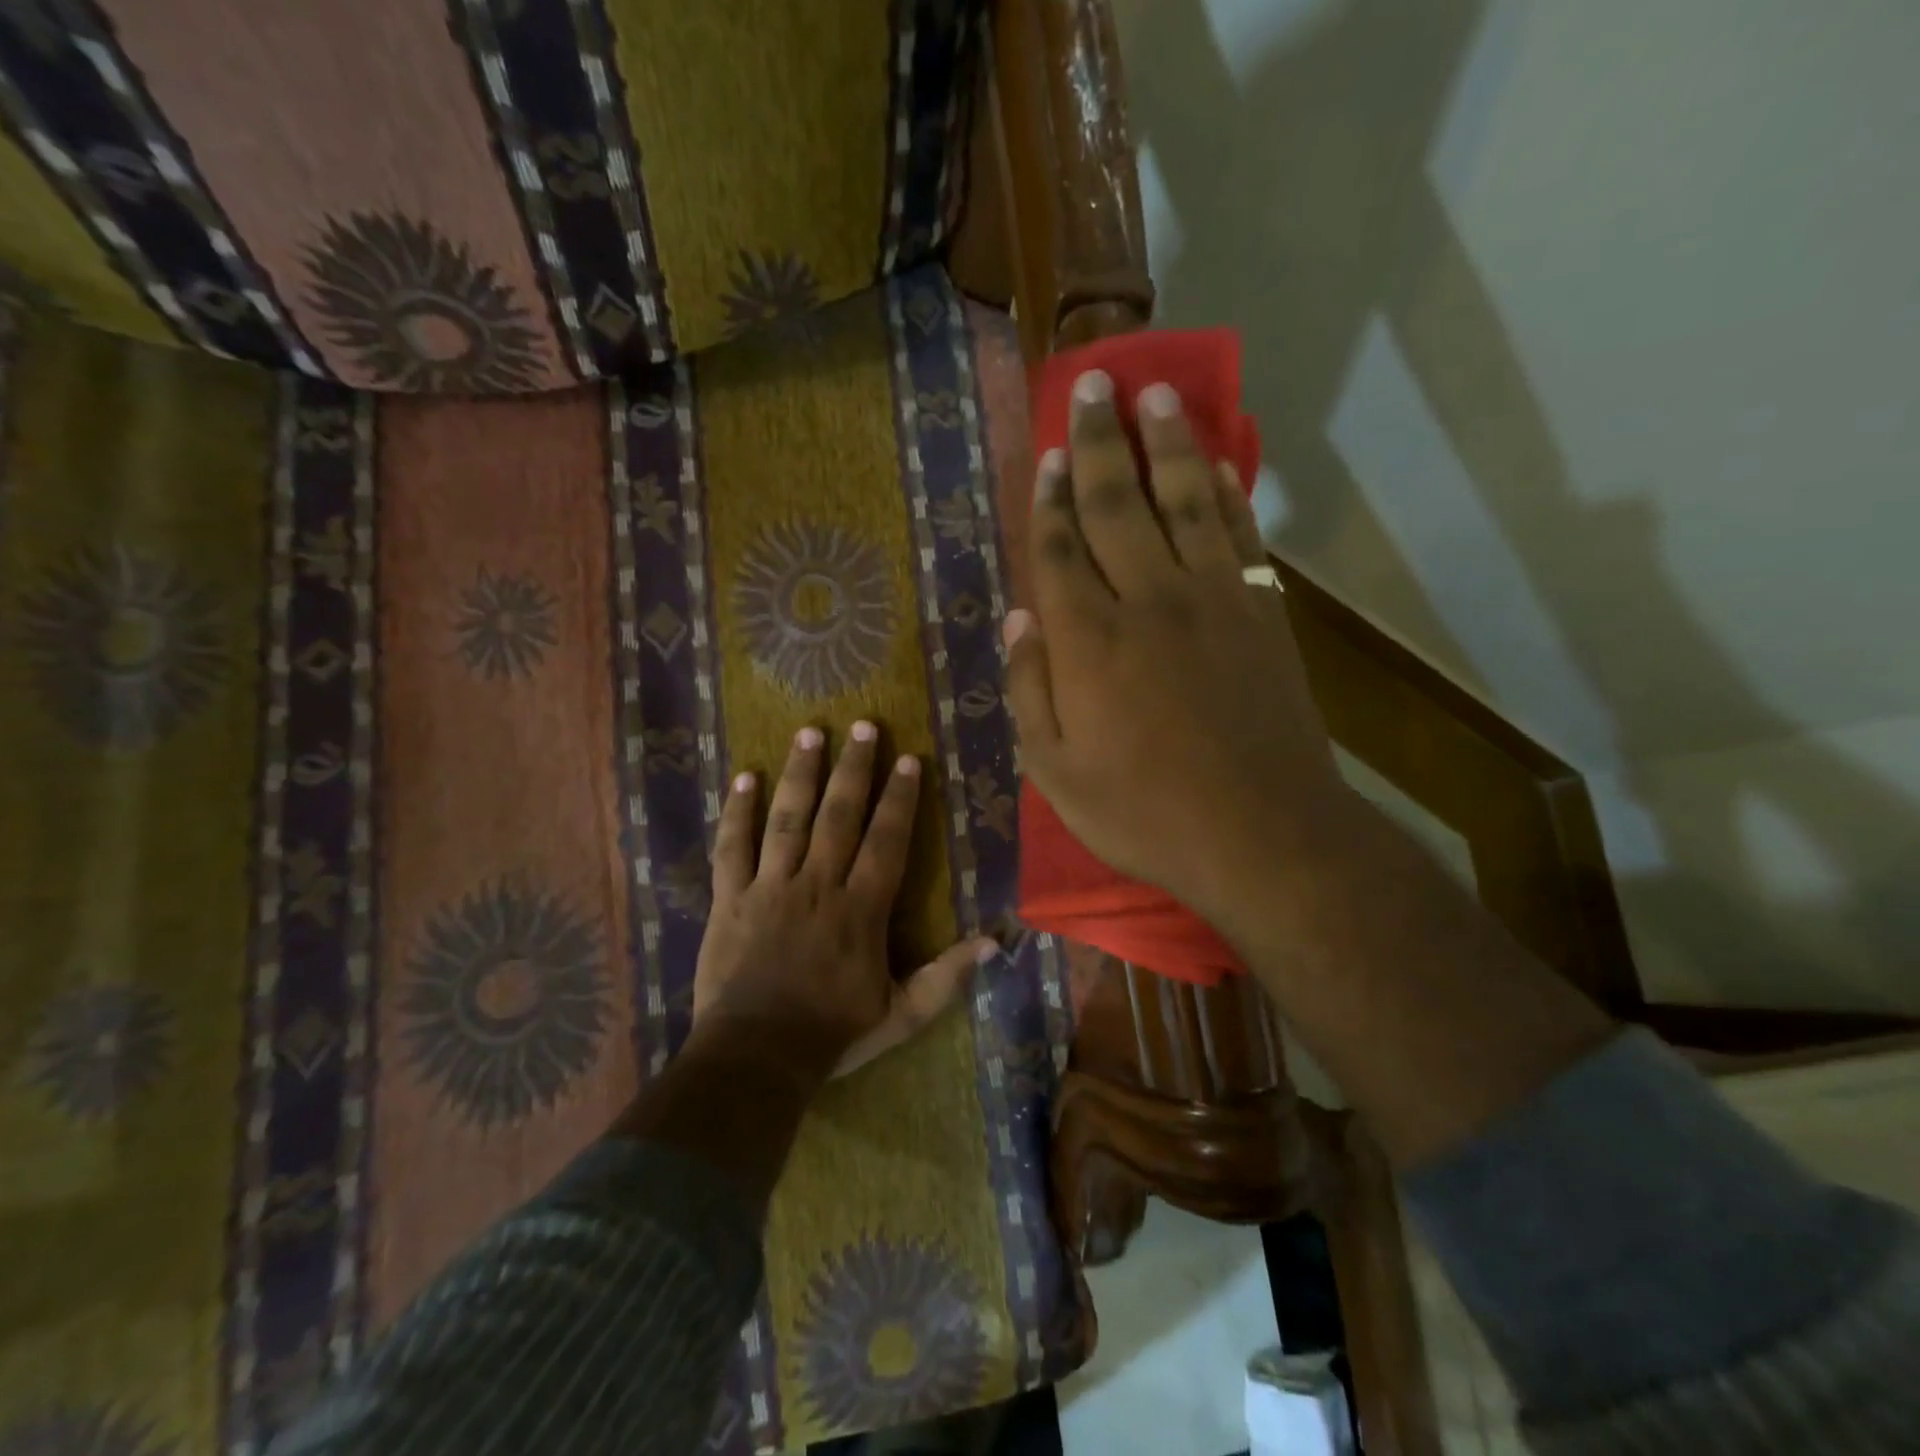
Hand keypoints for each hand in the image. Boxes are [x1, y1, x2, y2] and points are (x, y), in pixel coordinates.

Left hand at [693, 721, 994, 1082]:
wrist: (755, 1058)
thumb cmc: (833, 1034)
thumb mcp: (902, 1013)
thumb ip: (948, 976)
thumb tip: (996, 941)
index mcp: (861, 909)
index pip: (886, 841)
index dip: (900, 799)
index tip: (908, 760)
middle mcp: (818, 885)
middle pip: (838, 815)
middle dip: (854, 768)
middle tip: (863, 725)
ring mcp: (770, 888)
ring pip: (787, 819)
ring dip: (800, 774)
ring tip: (809, 732)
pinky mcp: (731, 899)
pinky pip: (732, 847)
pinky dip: (737, 812)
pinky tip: (743, 777)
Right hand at [1003, 371, 1350, 937]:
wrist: (1261, 834)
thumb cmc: (1144, 813)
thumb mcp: (1056, 771)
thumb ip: (1030, 691)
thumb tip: (1017, 620)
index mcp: (1090, 642)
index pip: (1060, 550)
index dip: (1048, 499)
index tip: (1044, 453)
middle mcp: (1149, 601)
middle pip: (1119, 505)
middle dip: (1099, 443)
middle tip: (1092, 385)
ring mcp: (1214, 601)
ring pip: (1186, 503)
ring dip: (1168, 445)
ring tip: (1156, 395)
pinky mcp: (1262, 615)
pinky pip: (1242, 537)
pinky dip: (1229, 495)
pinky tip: (1219, 464)